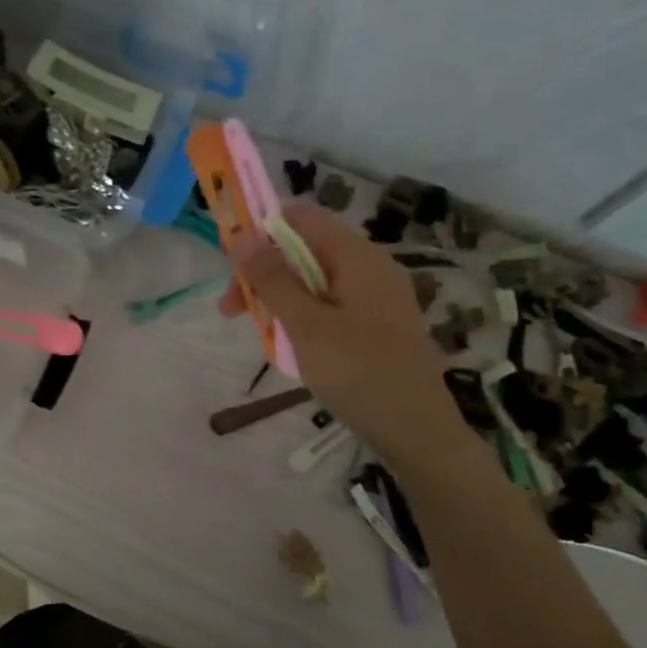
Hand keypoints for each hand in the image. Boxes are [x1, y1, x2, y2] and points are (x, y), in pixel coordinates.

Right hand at [221, 202, 453, 445]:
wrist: (415, 431)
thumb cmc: (358, 372)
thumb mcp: (306, 325)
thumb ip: (272, 280)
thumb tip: (242, 237)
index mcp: (358, 256)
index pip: (303, 217)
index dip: (262, 231)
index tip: (232, 265)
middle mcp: (371, 267)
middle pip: (306, 249)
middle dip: (265, 273)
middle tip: (231, 311)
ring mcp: (377, 296)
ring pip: (315, 280)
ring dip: (280, 299)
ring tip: (261, 334)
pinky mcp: (377, 324)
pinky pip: (331, 305)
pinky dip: (303, 317)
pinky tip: (291, 347)